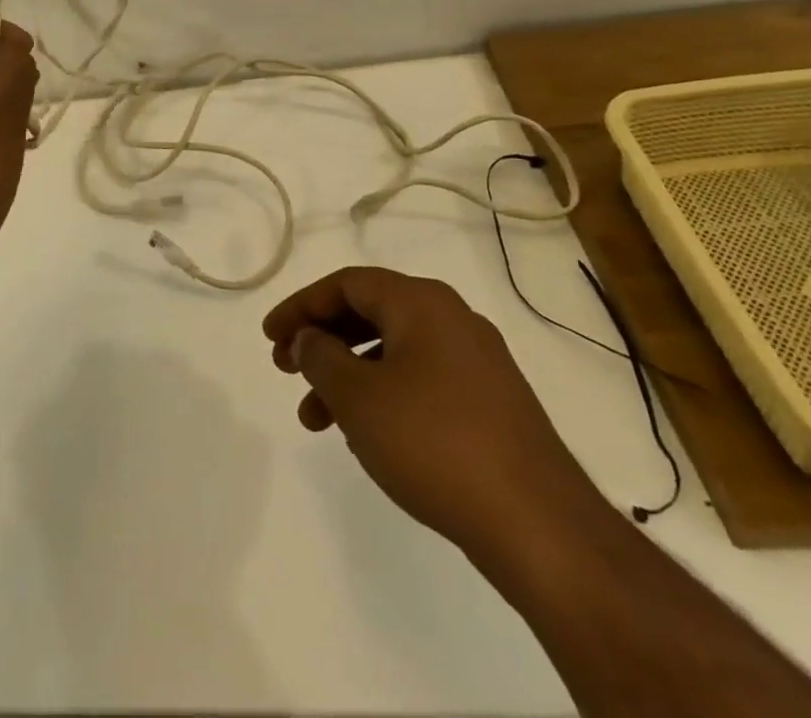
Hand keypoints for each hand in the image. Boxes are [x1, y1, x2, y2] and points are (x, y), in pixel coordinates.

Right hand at [264, 266, 606, 557]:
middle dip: (322, 340)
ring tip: (315, 418)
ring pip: (393, 352)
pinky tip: (367, 434)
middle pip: (369, 313)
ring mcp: (478, 362)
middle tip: (287, 369)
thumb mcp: (358, 397)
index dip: (301, 306)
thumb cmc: (434, 443)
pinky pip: (421, 381)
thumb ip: (320, 357)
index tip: (270, 336)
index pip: (346, 284)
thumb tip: (309, 337)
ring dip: (348, 376)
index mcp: (421, 302)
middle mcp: (452, 319)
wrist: (541, 526)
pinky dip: (383, 395)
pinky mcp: (492, 404)